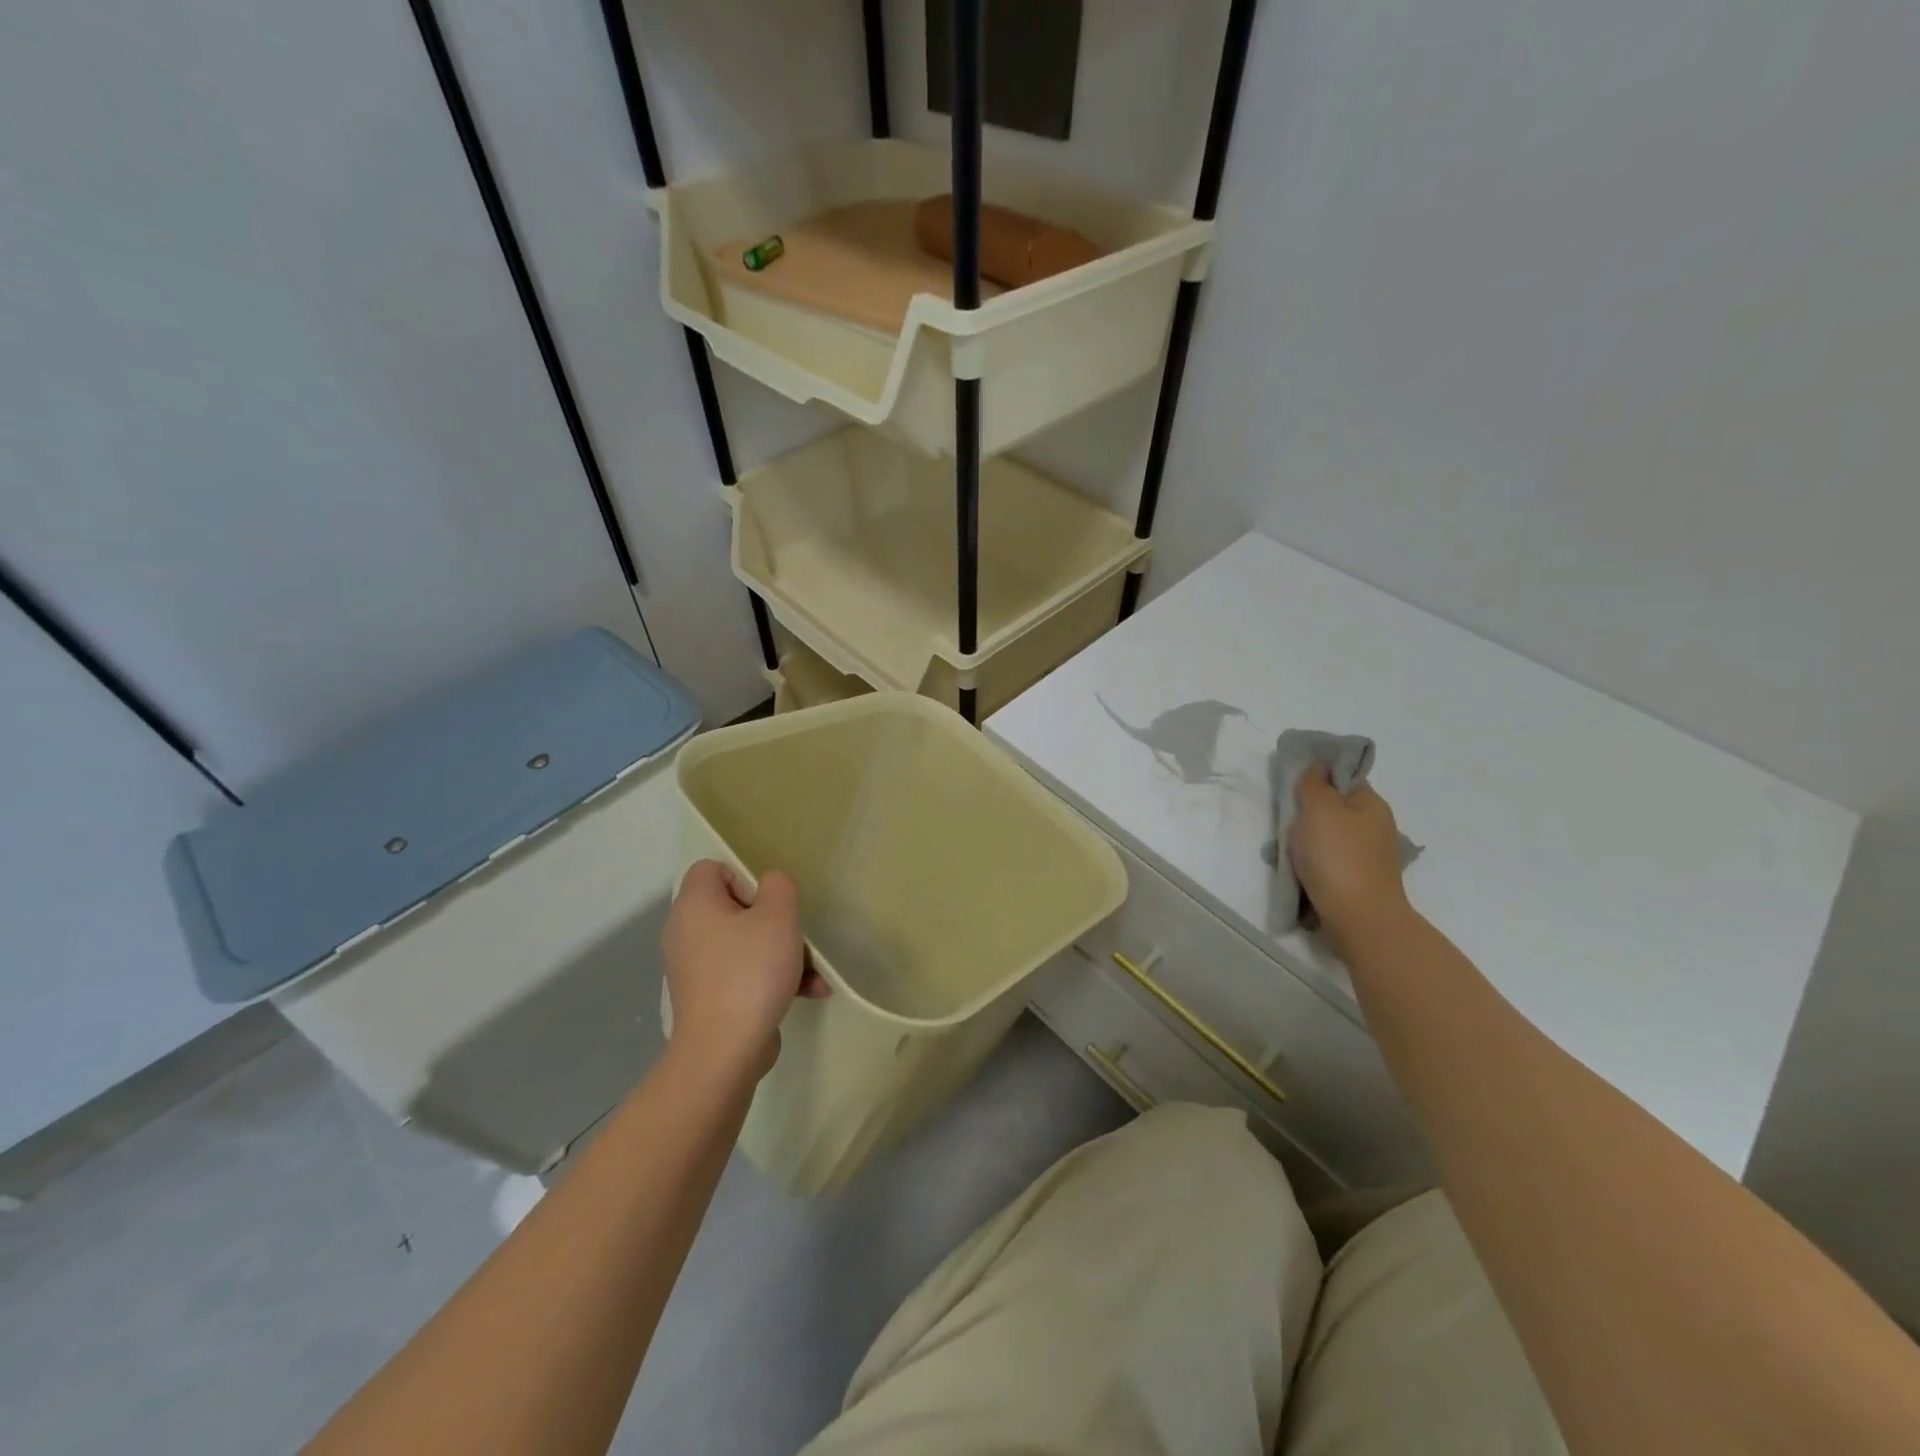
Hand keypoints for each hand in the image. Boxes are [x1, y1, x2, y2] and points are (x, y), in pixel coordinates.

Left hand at [663, 860, 824, 1080]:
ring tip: (814, 973)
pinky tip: (809, 992)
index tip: (770, 902)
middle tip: (794, 935)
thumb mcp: (778, 916)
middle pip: (734, 908)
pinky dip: (773, 979)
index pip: (712, 869)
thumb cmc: (750, 973)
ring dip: (783, 954)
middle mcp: (687, 933)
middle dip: (775, 921)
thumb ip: (778, 887)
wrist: (724, 1052)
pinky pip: (744, 974)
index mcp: (694, 906)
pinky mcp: (710, 998)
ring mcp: (697, 969)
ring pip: (746, 944)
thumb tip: (769, 886)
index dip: (745, 877)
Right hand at [1289, 767, 1413, 941]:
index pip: (1343, 778)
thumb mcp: (1319, 809)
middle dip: (1304, 814)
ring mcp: (1367, 858)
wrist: (1359, 920)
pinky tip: (1294, 874)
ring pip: (1326, 839)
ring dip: (1302, 843)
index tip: (1291, 783)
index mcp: (1371, 805)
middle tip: (1282, 821)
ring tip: (1281, 853)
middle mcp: (1374, 828)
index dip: (1318, 776)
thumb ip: (1313, 784)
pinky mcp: (1356, 883)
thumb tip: (1316, 766)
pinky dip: (1309, 866)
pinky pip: (1326, 864)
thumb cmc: (1338, 857)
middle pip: (1332, 810)